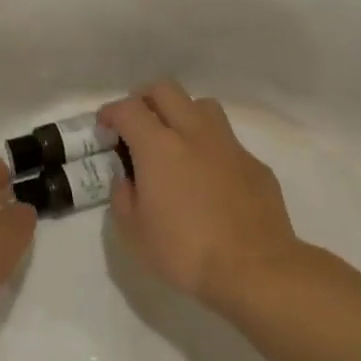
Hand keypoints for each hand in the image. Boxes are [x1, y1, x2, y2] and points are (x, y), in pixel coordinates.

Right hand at [100, 82, 300, 306]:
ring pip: (202, 105)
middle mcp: (194, 134)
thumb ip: (123, 197)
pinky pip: (227, 141)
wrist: (255, 269)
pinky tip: (209, 177)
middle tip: (136, 123)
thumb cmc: (185, 252)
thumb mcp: (134, 234)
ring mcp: (229, 146)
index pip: (128, 109)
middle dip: (144, 99)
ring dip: (182, 113)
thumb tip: (127, 178)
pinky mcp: (255, 164)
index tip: (104, 127)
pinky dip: (210, 148)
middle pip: (166, 90)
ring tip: (174, 140)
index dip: (111, 112)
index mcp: (159, 147)